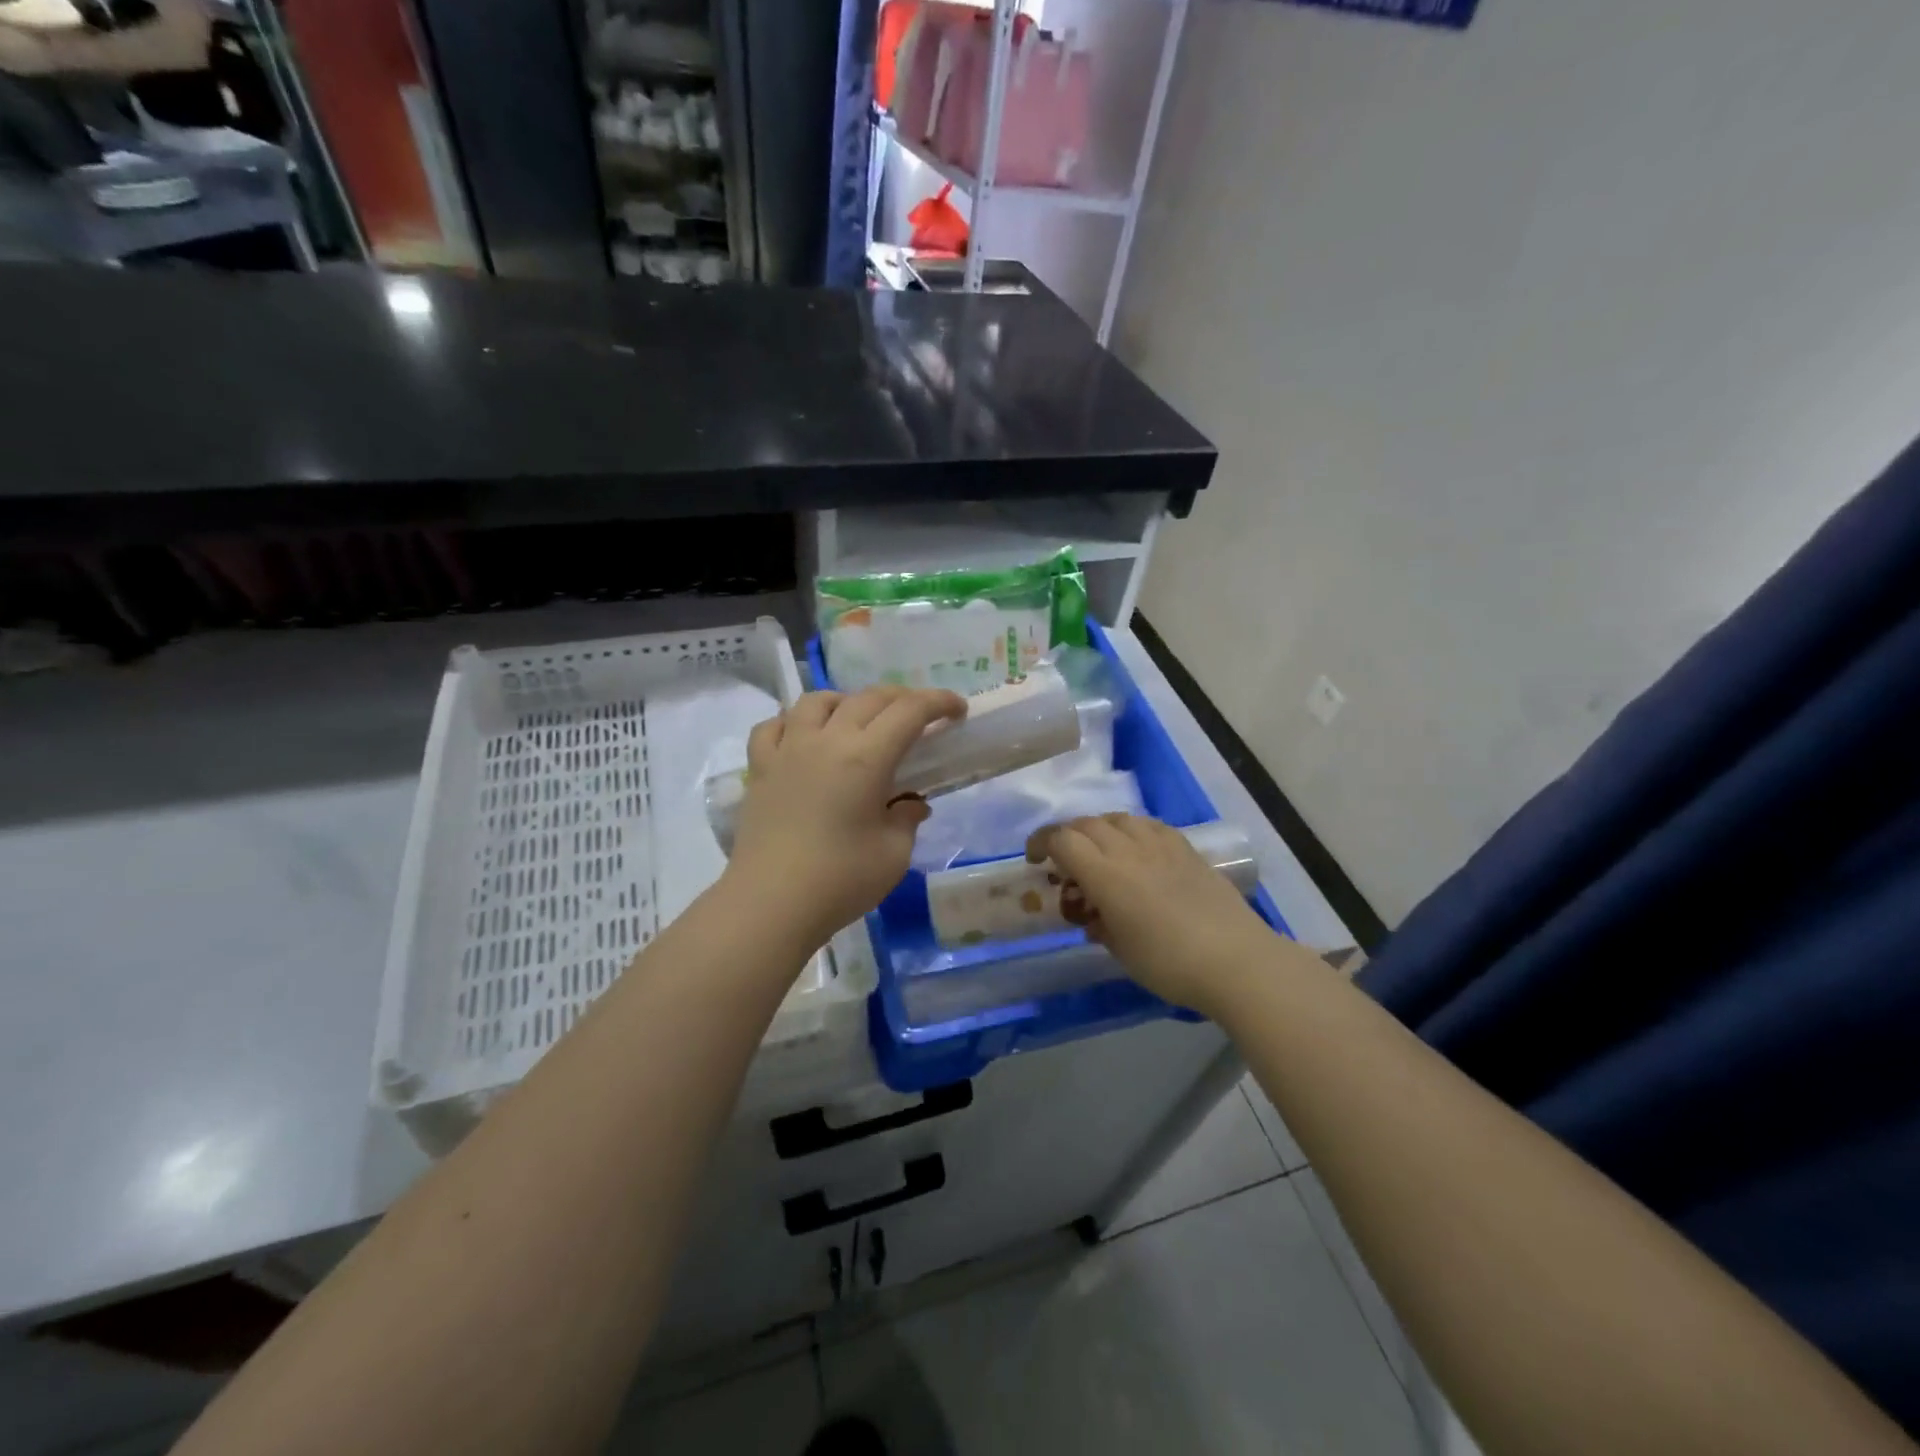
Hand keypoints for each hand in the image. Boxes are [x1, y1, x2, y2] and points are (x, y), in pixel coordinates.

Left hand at [726, 686, 965, 947]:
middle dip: (901, 698)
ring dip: (846, 702)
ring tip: (858, 721)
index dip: (938, 702)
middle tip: (920, 716)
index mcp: (866, 758)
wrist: (770, 905)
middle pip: (868, 698)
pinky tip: (803, 738)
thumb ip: (906, 819)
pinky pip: (773, 727)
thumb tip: (910, 803)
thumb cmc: (840, 881)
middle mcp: (826, 741)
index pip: (909, 711)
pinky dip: (794, 722)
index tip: (957, 709)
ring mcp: (787, 750)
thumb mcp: (894, 854)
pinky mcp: (760, 769)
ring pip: (817, 701)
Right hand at [1026, 814, 1278, 1017]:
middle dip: (1066, 836)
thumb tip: (1093, 916)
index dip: (1041, 843)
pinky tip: (1137, 850)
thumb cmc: (1169, 964)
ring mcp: (1160, 844)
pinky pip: (1148, 825)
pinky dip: (1130, 831)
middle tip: (1063, 860)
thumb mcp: (1120, 951)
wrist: (1235, 960)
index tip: (1034, 860)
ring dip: (1098, 829)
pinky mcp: (1185, 848)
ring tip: (1099, 852)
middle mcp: (1129, 849)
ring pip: (1117, 819)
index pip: (1062, 840)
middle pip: (1086, 824)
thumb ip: (1099, 924)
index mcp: (1106, 875)